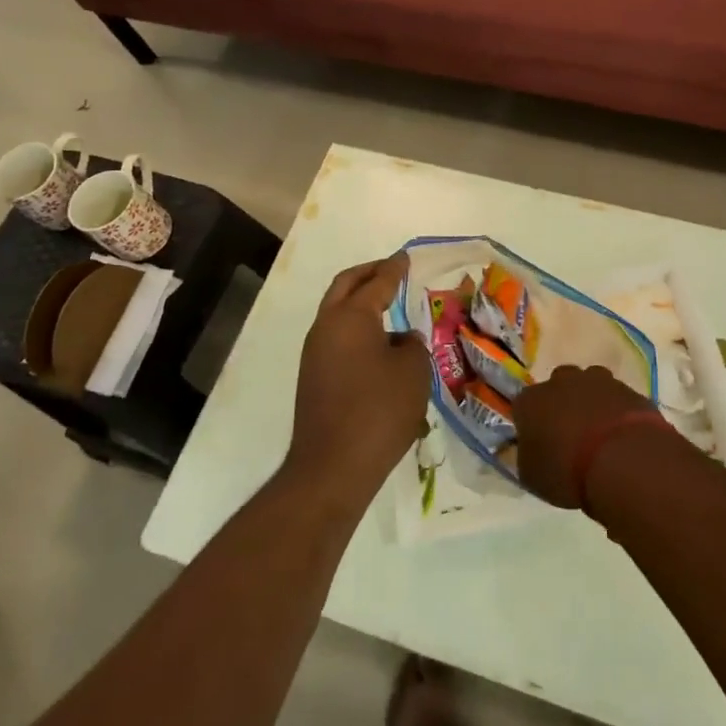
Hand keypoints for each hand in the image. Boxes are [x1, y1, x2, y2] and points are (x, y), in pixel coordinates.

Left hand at [289, 254, 429, 496]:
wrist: (332, 467)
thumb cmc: (379, 411)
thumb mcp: (413, 371)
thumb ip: (411, 344)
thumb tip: (399, 339)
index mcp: (351, 317)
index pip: (377, 282)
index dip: (394, 268)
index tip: (405, 257)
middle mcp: (326, 327)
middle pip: (345, 286)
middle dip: (368, 273)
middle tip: (390, 268)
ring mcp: (314, 353)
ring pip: (336, 311)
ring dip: (358, 301)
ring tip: (386, 304)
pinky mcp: (313, 377)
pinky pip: (335, 337)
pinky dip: (355, 327)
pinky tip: (377, 343)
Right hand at [512, 363, 668, 510]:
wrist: (622, 459)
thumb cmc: (567, 472)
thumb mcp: (532, 477)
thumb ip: (527, 458)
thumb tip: (530, 451)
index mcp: (531, 401)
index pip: (523, 406)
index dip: (530, 425)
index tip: (539, 444)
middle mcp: (561, 381)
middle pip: (558, 388)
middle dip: (562, 406)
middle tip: (570, 437)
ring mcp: (597, 380)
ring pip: (590, 386)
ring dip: (592, 404)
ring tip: (599, 436)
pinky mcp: (627, 388)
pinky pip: (617, 399)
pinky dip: (617, 412)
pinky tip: (622, 437)